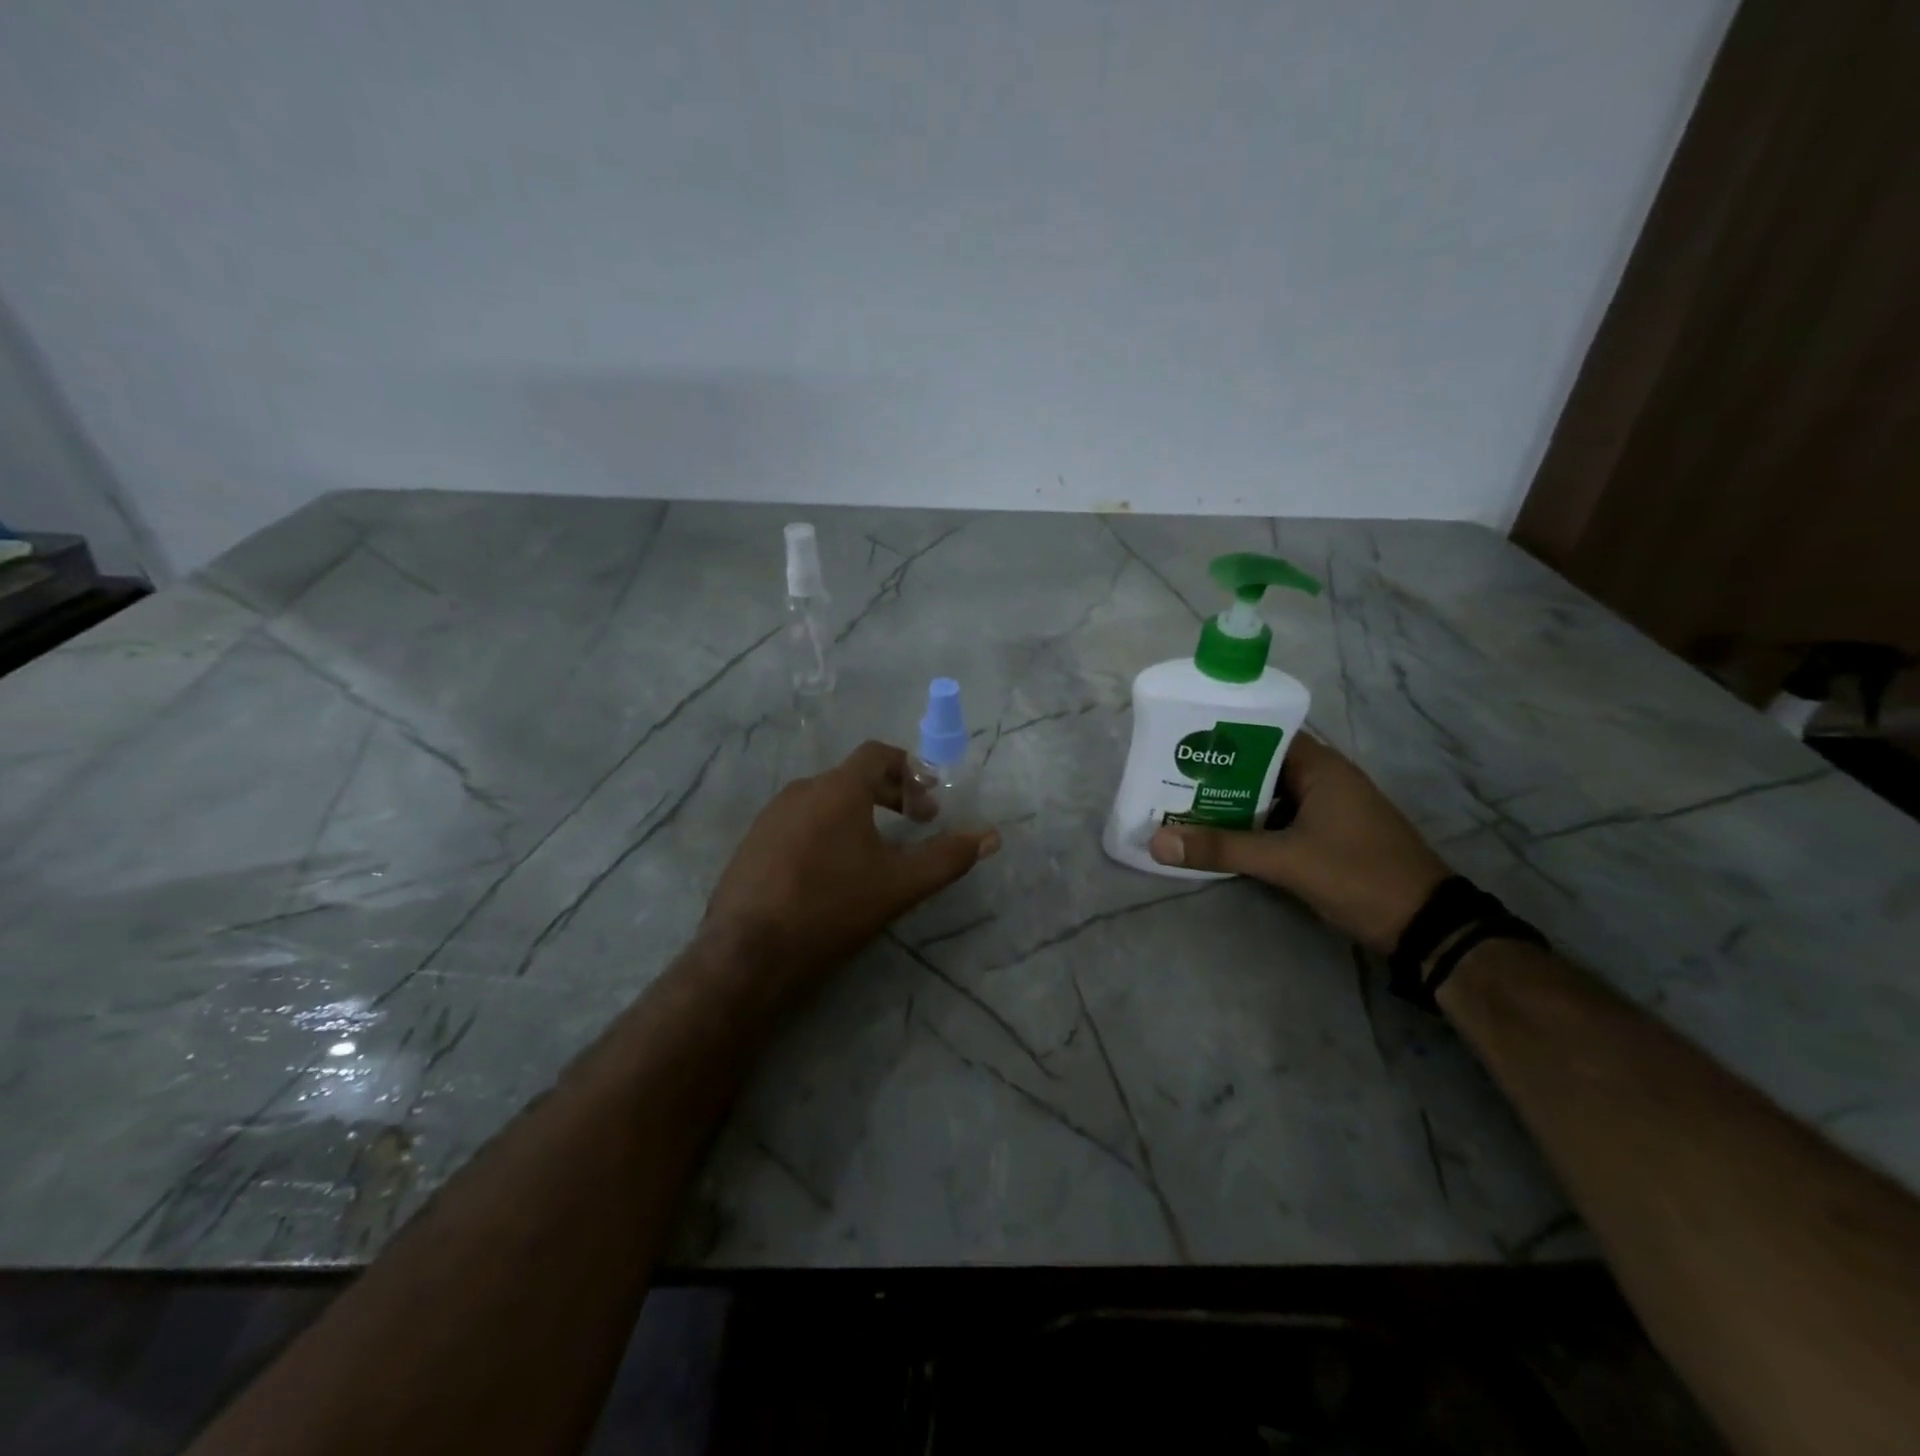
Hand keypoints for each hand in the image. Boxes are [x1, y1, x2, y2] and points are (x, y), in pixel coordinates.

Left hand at [705, 740, 1000, 986]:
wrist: (748, 951)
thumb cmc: (831, 907)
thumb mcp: (900, 885)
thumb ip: (947, 857)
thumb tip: (991, 836)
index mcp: (838, 788)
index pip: (878, 754)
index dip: (910, 769)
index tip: (928, 802)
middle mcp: (801, 790)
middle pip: (853, 777)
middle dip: (890, 794)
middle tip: (914, 824)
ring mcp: (770, 815)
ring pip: (824, 800)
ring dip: (856, 813)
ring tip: (874, 850)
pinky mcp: (752, 842)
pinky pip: (798, 822)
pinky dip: (825, 830)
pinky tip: (830, 871)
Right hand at [1148, 734, 1446, 954]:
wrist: (1426, 926)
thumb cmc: (1358, 875)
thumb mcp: (1286, 861)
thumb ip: (1222, 849)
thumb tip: (1157, 842)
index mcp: (1321, 767)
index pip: (1263, 734)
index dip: (1222, 737)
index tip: (1180, 743)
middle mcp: (1325, 780)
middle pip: (1261, 766)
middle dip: (1218, 775)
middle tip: (1171, 778)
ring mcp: (1329, 809)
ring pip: (1269, 796)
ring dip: (1233, 803)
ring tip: (1184, 805)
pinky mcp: (1328, 836)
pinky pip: (1280, 820)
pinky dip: (1252, 826)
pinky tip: (1220, 837)